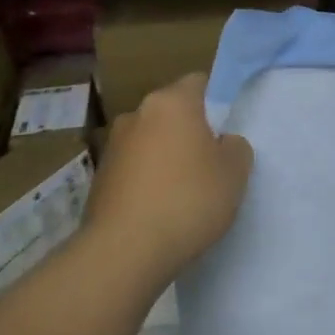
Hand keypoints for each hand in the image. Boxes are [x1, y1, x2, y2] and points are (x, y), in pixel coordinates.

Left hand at [82, 73, 252, 290]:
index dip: (217, 101)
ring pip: (151, 141)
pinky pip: (133, 170)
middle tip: (211, 162)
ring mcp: (113, 147)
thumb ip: (235, 147)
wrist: (124, 251)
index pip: (199, 82)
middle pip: (172, 113)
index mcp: (171, 102)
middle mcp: (137, 114)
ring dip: (166, 157)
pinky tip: (160, 210)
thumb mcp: (235, 172)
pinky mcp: (98, 179)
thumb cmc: (188, 200)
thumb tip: (221, 143)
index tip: (228, 129)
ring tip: (184, 192)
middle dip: (190, 131)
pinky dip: (146, 181)